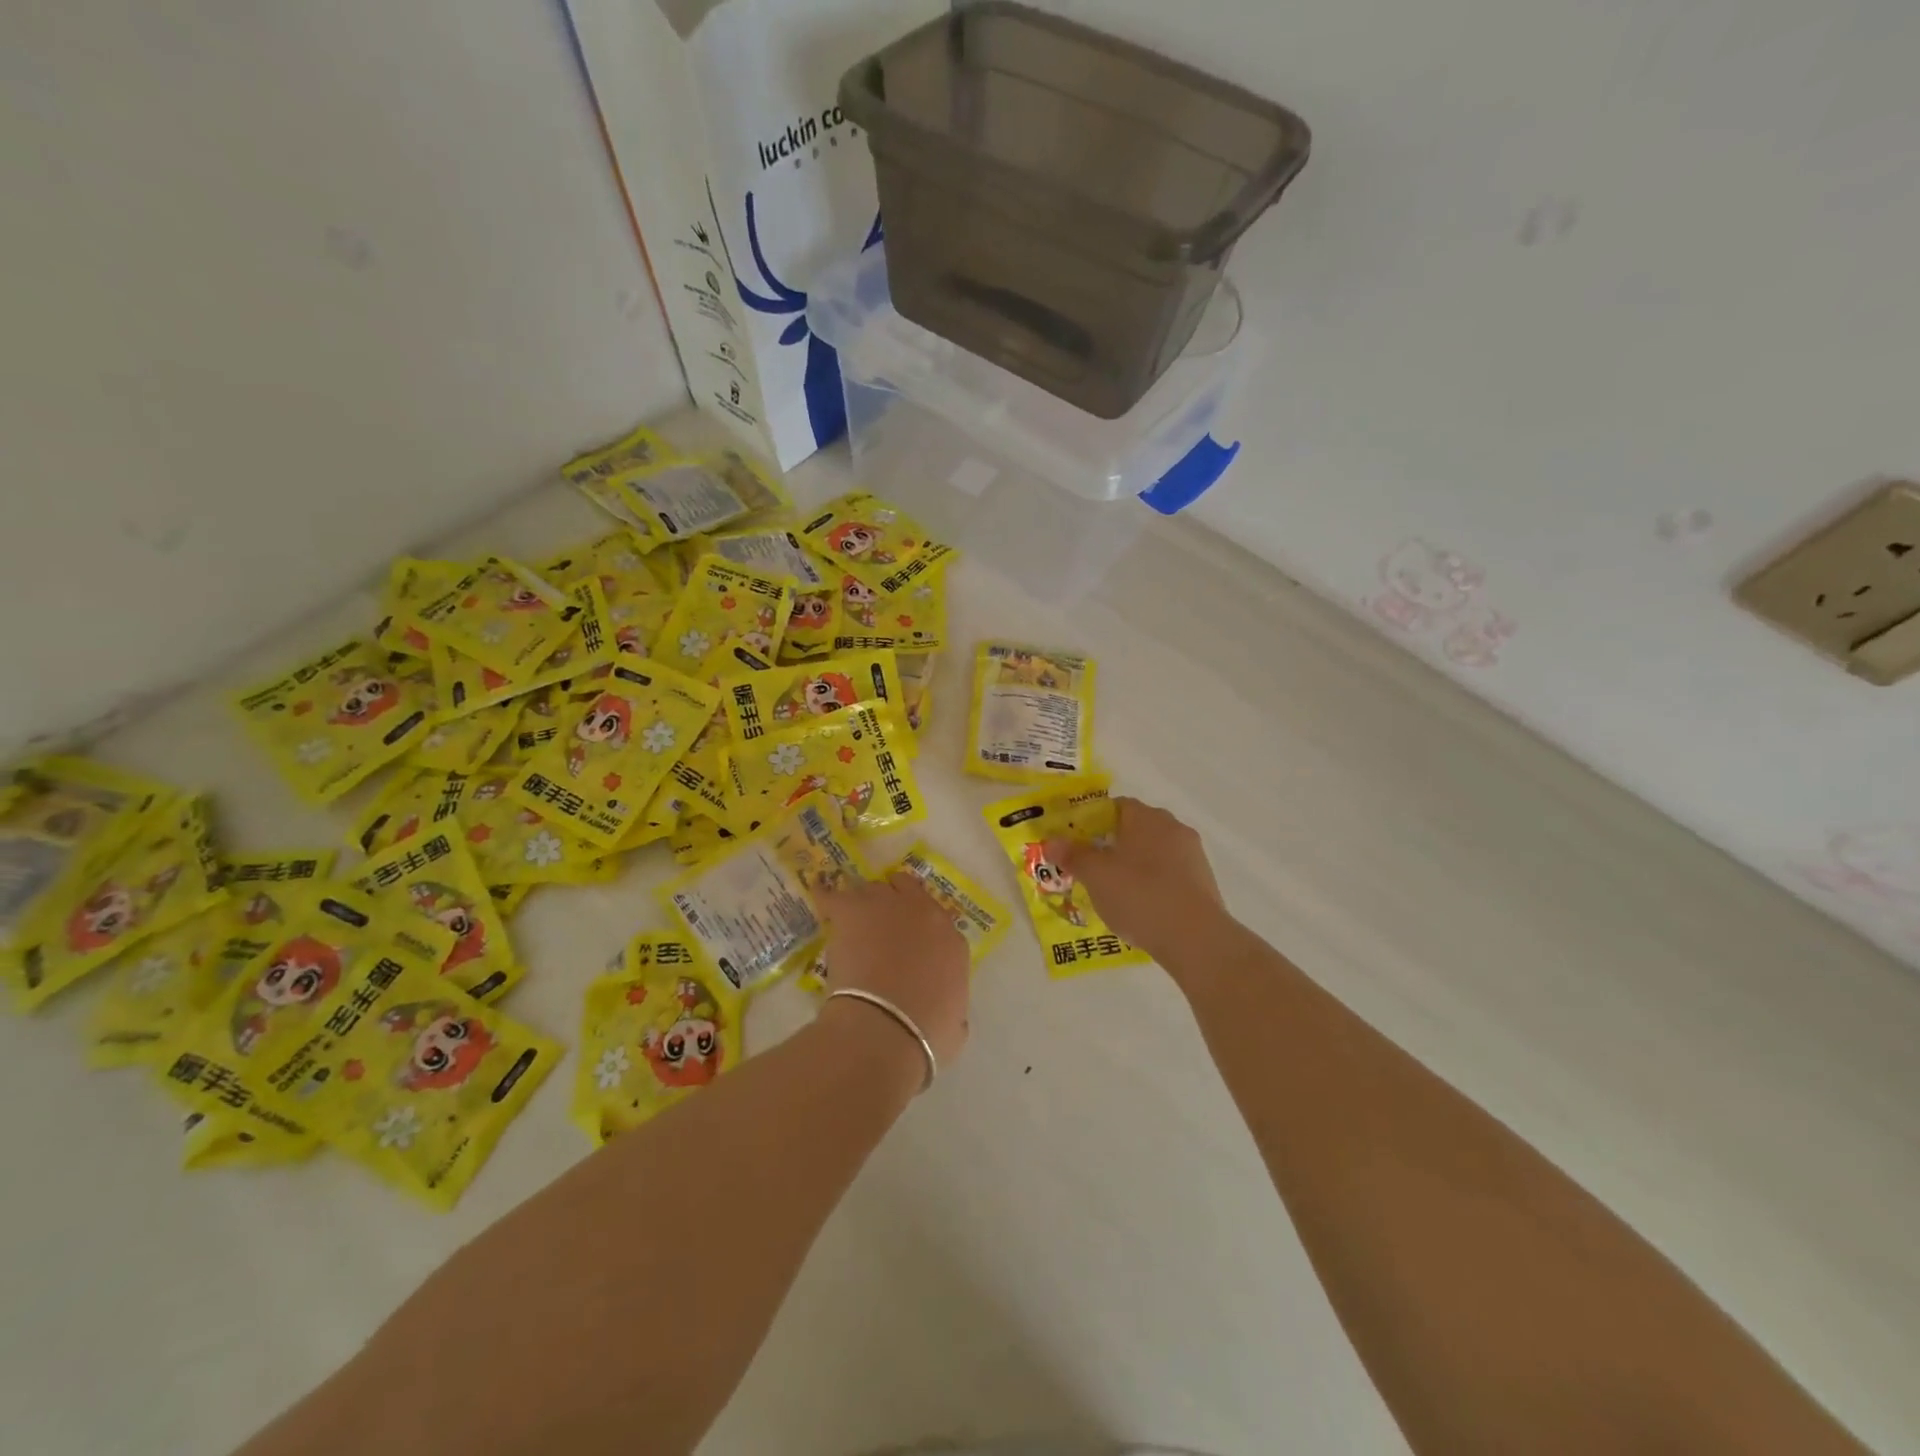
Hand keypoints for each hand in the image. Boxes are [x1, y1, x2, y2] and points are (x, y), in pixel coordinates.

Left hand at [814, 873, 970, 1070]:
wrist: (885, 1029)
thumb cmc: (924, 1036)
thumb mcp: (954, 1028)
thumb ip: (952, 1010)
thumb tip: (946, 1014)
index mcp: (951, 942)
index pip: (938, 923)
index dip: (922, 932)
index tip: (910, 944)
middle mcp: (924, 913)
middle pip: (908, 890)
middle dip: (896, 900)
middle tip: (881, 922)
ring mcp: (888, 906)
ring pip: (874, 889)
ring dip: (866, 902)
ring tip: (852, 919)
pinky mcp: (852, 910)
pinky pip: (834, 895)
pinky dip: (825, 896)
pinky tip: (818, 896)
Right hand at [1050, 798, 1231, 972]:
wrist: (1195, 938)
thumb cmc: (1139, 895)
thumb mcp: (1095, 876)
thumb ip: (1073, 855)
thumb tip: (1050, 841)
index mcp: (1145, 817)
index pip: (1116, 806)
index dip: (1094, 821)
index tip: (1078, 843)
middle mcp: (1172, 827)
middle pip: (1136, 828)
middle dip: (1113, 844)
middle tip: (1092, 868)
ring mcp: (1192, 854)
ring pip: (1154, 852)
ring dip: (1135, 865)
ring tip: (1115, 892)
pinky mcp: (1204, 881)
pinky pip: (1170, 874)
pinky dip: (1154, 884)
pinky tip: (1142, 907)